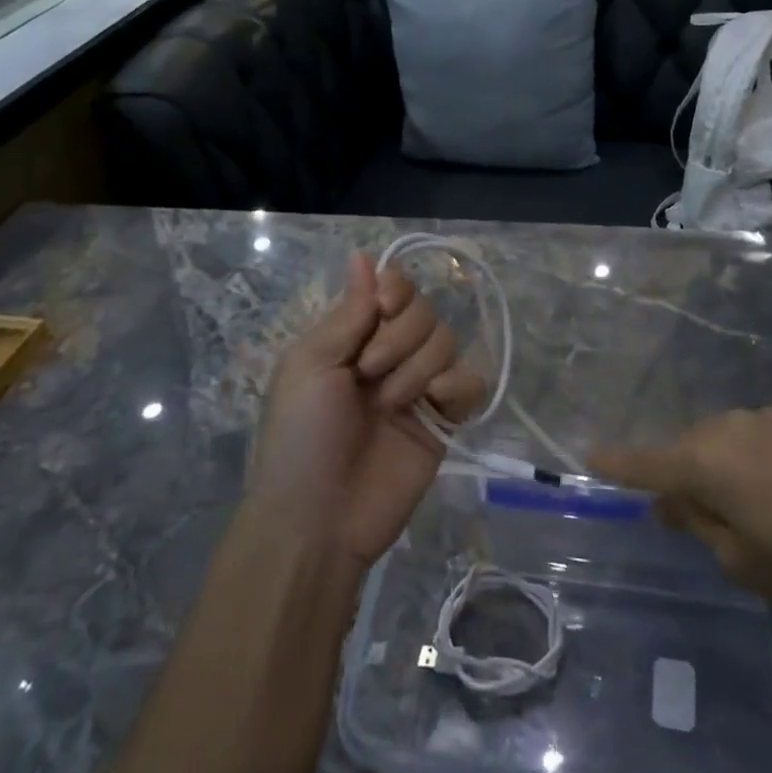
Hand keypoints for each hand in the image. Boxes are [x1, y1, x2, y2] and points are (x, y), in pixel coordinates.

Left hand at [247, 252, 484, 569]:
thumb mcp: (311, 364)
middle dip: (399, 338)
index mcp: (353, 336)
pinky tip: (434, 406)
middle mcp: (389, 353)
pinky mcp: (444, 420)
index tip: (383, 309)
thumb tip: (362, 254)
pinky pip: (470, 382)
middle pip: (424, 310)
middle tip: (368, 374)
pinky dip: (455, 386)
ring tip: (390, 405)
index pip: (393, 287)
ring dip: (417, 367)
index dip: (396, 289)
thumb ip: (348, 311)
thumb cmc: (301, 435)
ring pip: (447, 341)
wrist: (319, 518)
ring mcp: (418, 386)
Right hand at [590, 407, 771, 628]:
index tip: (589, 454)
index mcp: (707, 462)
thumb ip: (698, 523)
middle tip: (694, 513)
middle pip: (690, 448)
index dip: (617, 462)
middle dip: (684, 474)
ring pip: (727, 437)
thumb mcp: (742, 562)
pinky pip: (765, 434)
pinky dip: (762, 456)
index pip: (647, 463)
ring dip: (725, 463)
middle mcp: (732, 426)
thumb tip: (673, 501)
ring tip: (753, 503)